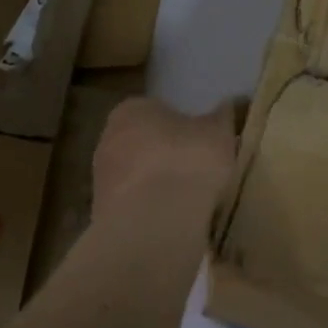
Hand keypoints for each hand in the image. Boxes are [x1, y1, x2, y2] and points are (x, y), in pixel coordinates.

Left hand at [92, 98, 238, 220]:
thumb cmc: (188, 161)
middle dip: (165, 156)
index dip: (181, 127)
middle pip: (142, 144)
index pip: (156, 111)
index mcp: (132, 109)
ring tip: (187, 202)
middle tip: (195, 171)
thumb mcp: (219, 132)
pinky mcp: (102, 214)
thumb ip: (221, 117)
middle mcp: (108, 138)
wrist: (154, 220)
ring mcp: (101, 178)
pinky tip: (171, 222)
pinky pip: (133, 207)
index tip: (200, 143)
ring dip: (155, 187)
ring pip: (136, 177)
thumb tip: (226, 105)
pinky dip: (149, 213)